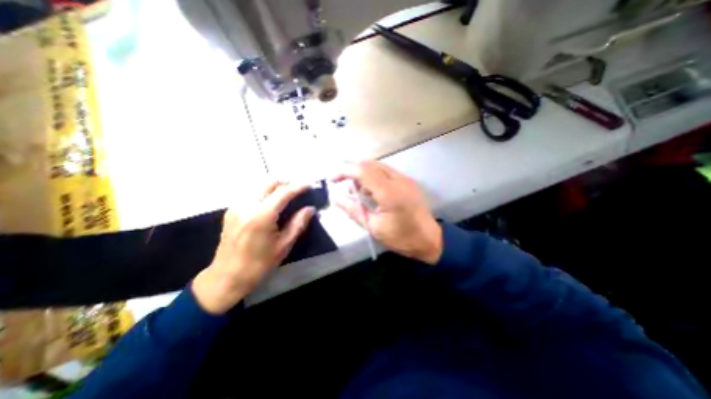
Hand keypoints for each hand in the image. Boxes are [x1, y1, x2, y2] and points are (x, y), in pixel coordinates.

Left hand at [193, 181, 316, 313]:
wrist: (227, 277)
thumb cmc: (259, 264)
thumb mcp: (284, 245)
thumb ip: (298, 223)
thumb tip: (310, 209)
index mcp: (261, 216)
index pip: (283, 192)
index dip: (298, 186)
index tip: (309, 184)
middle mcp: (246, 206)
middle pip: (269, 182)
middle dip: (286, 182)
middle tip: (299, 189)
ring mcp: (236, 206)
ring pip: (259, 186)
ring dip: (275, 187)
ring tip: (288, 196)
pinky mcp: (231, 210)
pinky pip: (251, 194)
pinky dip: (265, 193)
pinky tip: (272, 204)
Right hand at [332, 160, 442, 266]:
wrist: (429, 239)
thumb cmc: (401, 238)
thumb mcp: (373, 227)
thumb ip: (353, 209)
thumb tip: (335, 197)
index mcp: (389, 193)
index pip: (363, 171)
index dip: (345, 171)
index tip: (333, 179)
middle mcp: (398, 180)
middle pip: (370, 164)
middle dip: (352, 170)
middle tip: (341, 183)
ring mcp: (405, 179)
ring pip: (378, 166)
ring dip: (362, 173)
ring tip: (355, 190)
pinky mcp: (407, 181)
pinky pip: (386, 172)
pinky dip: (372, 176)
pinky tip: (369, 190)